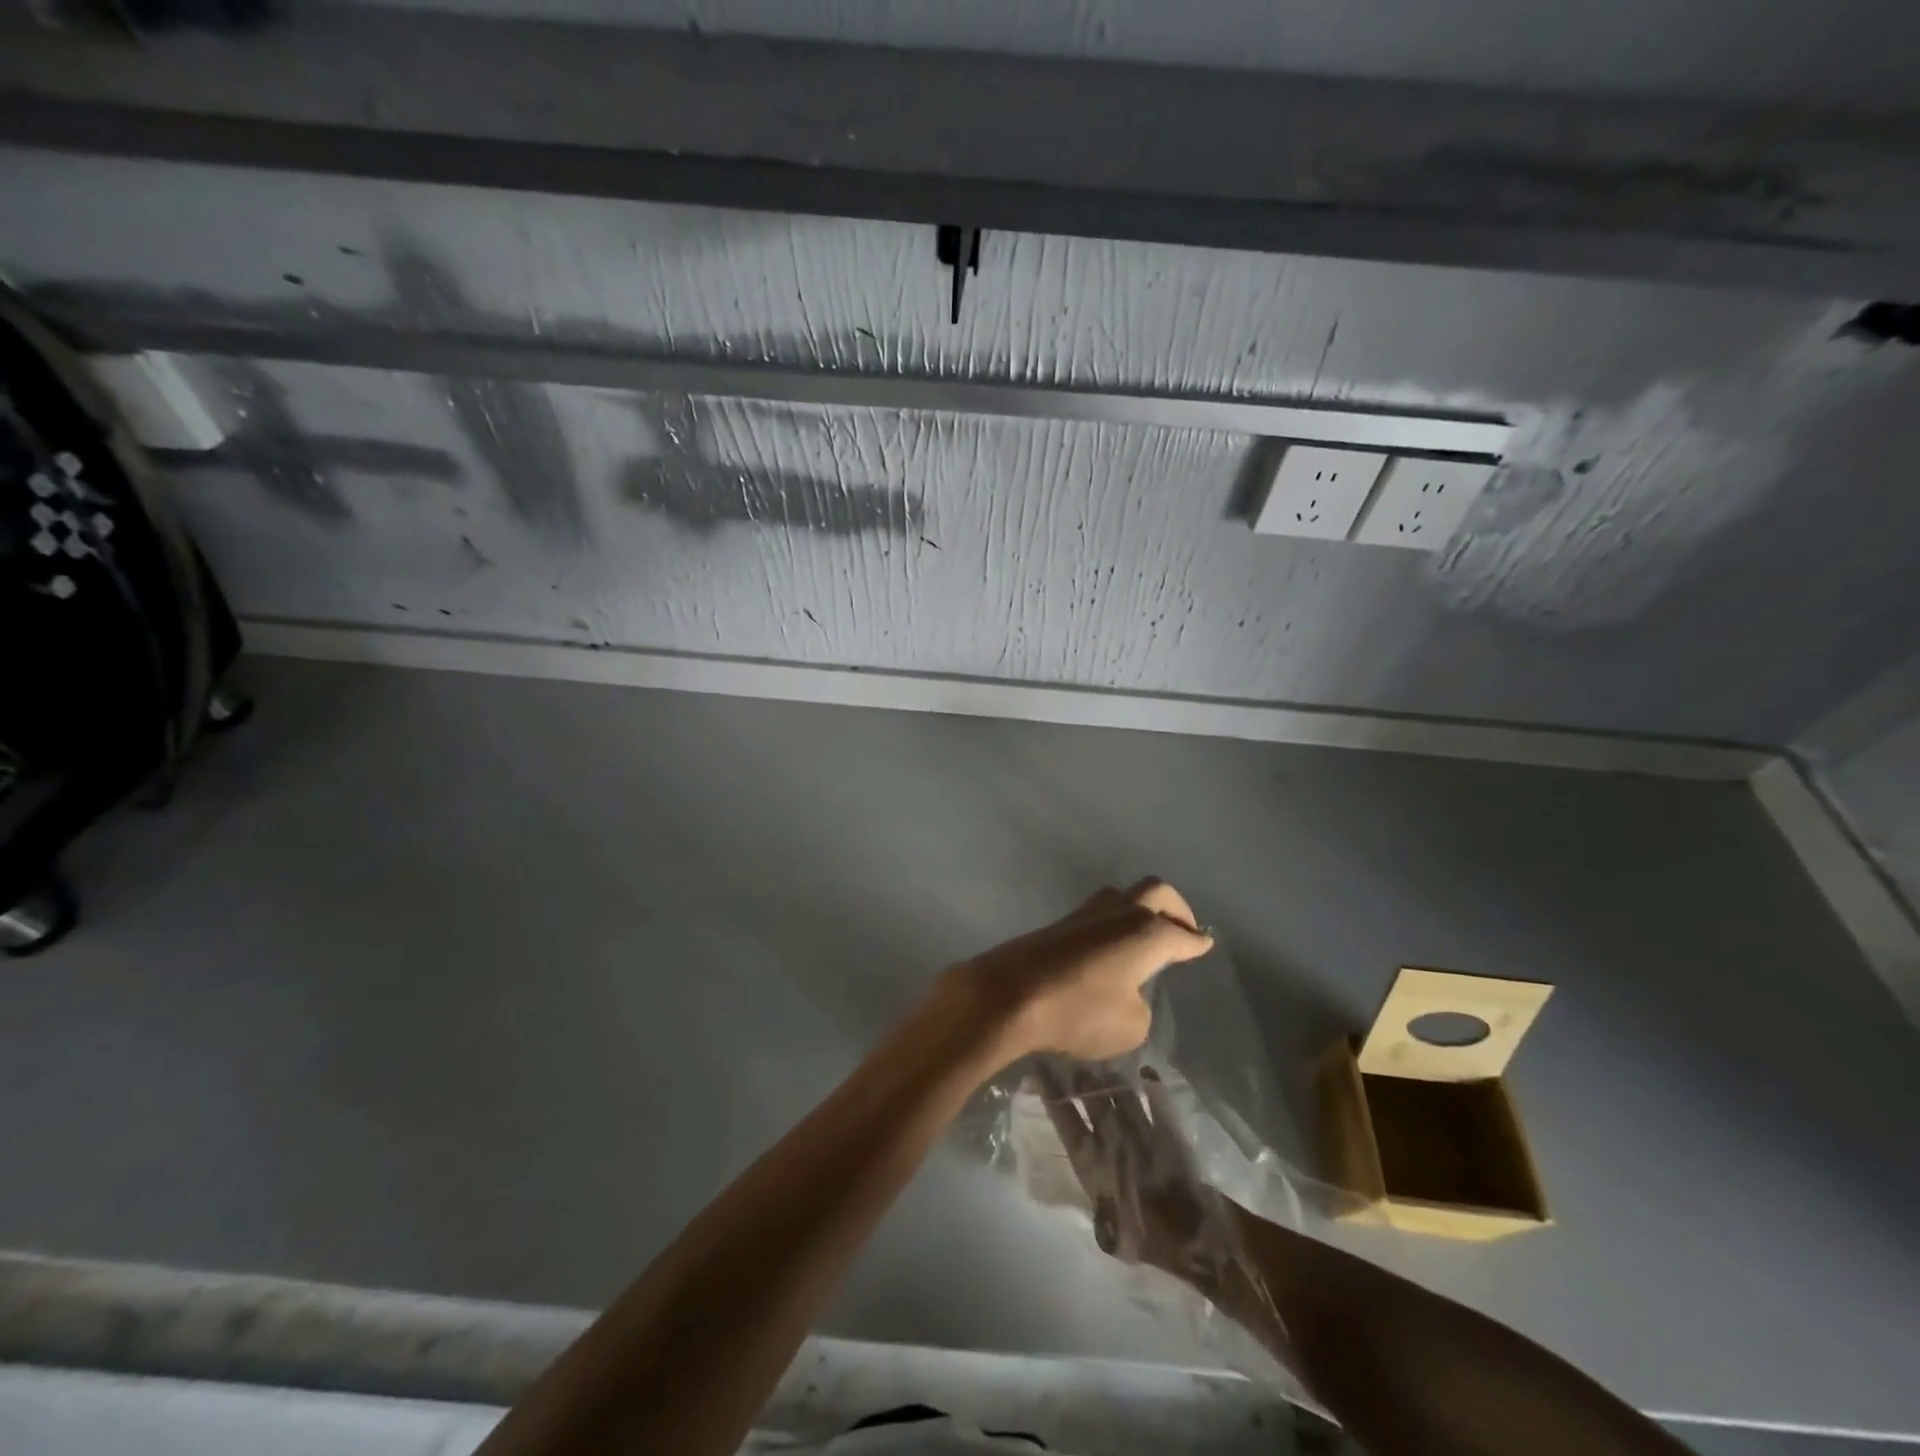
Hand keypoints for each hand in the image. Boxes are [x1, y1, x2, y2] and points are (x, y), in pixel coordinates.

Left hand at [944, 880, 1213, 1063]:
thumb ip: (1139, 1006)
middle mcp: (1119, 913)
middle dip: (1175, 908)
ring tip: (1145, 934)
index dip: (1195, 942)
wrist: (1008, 994)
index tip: (1204, 942)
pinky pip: (1096, 915)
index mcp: (1147, 933)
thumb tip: (1128, 993)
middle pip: (1155, 891)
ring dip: (1138, 910)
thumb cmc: (1078, 1011)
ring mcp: (1084, 915)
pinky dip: (1112, 925)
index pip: (1181, 935)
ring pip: (1121, 896)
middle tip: (1183, 929)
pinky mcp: (1056, 925)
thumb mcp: (1129, 1026)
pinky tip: (1109, 947)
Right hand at [1035, 1062, 1237, 1292]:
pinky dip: (1152, 1085)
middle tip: (1072, 1063)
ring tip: (1102, 1067)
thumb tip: (1092, 1193)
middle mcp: (1110, 1136)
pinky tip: (1147, 1073)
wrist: (1189, 1233)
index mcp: (1089, 1159)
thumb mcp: (1107, 1229)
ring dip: (1109, 1078)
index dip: (1049, 1092)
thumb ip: (1096, 1202)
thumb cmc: (1142, 1236)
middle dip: (1080, 1077)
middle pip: (1090, 1095)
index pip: (1063, 1118)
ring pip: (1120, 1092)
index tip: (1037, 1071)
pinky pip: (1156, 1099)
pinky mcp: (1166, 1128)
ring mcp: (1140, 1127)